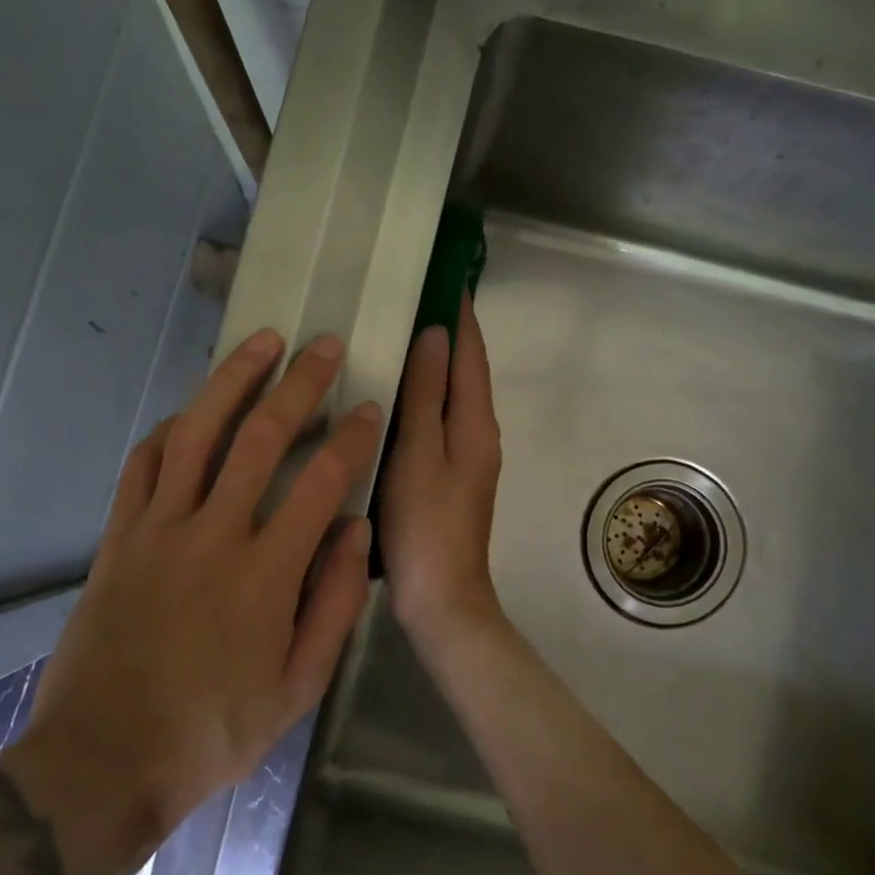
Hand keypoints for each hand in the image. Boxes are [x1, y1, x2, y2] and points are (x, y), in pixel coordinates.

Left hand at [2, 330, 383, 874]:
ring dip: (232, 381)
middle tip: (323, 346)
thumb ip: (333, 605)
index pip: (322, 482)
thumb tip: (355, 531)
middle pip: (261, 438)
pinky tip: (189, 410)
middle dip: (299, 385)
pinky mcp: (118, 536)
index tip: (369, 408)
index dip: (351, 438)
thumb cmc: (212, 731)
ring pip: (197, 433)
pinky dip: (169, 429)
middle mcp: (213, 535)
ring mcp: (158, 529)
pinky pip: (142, 464)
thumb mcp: (296, 688)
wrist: (102, 761)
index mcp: (265, 574)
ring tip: (261, 342)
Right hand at [381, 294, 506, 641]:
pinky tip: (395, 396)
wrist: (441, 598)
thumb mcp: (420, 452)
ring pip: (452, 396)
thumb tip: (435, 335)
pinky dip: (424, 397)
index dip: (462, 315)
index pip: (472, 354)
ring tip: (400, 335)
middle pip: (466, 372)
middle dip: (449, 334)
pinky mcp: (449, 478)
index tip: (447, 276)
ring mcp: (466, 458)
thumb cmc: (425, 523)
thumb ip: (427, 393)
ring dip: (436, 364)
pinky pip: (439, 421)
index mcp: (476, 423)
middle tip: (413, 299)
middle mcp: (479, 434)